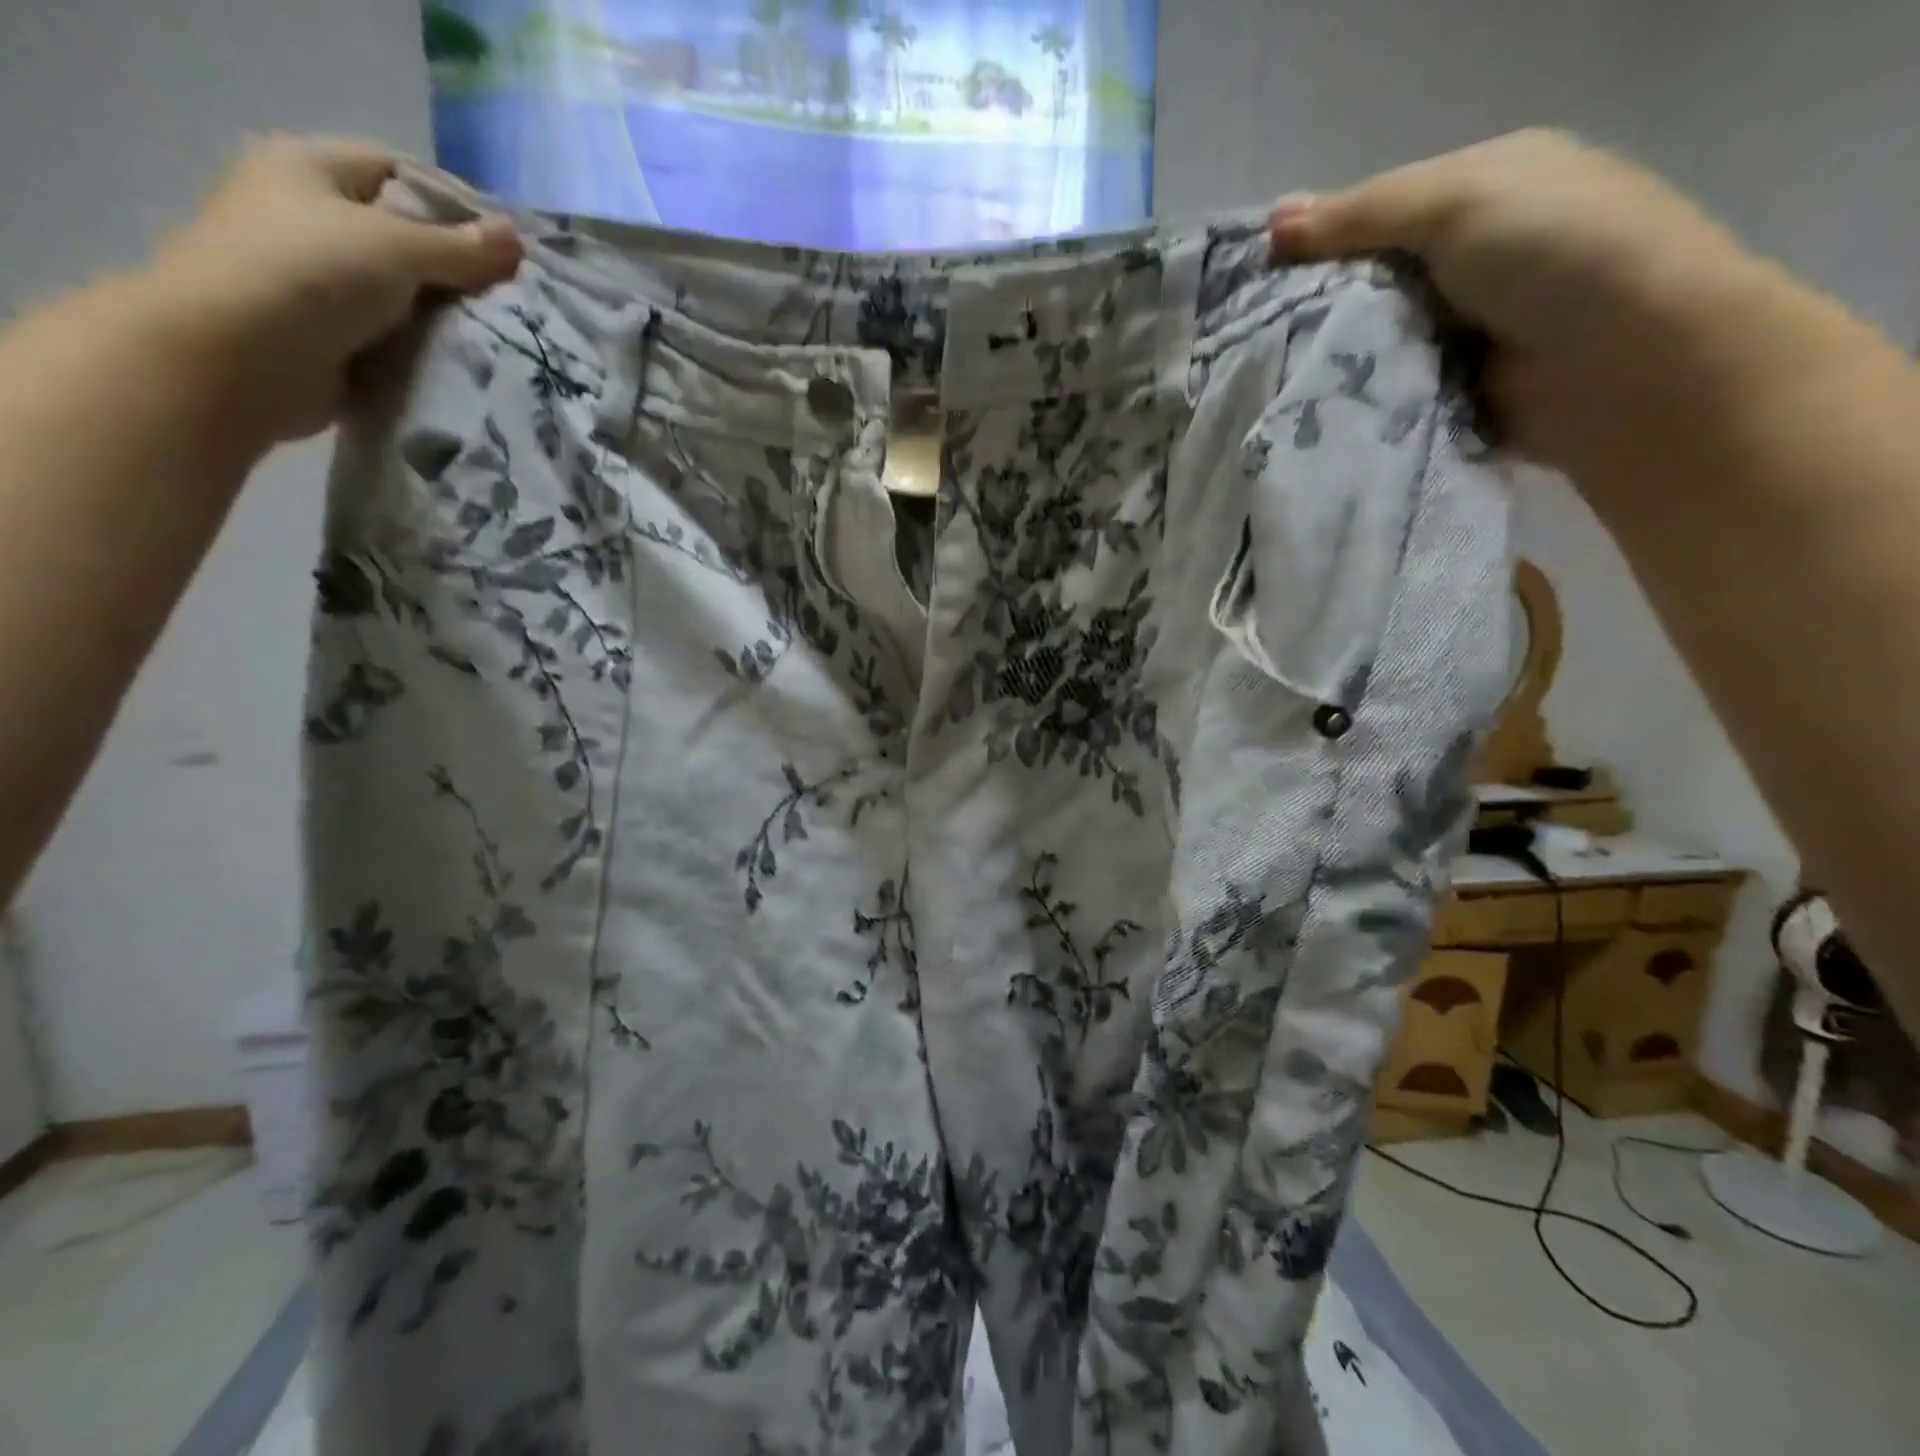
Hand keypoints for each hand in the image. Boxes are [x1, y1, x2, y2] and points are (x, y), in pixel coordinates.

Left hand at [148, 134, 521, 445]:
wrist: (238, 358)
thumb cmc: (309, 274)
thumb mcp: (397, 247)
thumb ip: (462, 247)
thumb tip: (517, 239)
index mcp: (308, 169)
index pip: (397, 171)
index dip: (455, 204)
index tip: (508, 247)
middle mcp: (308, 217)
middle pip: (403, 236)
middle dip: (457, 268)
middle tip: (512, 298)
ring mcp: (315, 280)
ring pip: (402, 292)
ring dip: (444, 315)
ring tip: (498, 335)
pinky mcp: (328, 335)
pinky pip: (392, 336)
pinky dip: (424, 348)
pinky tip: (465, 362)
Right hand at [1268, 130, 1775, 482]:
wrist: (1625, 364)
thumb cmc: (1554, 253)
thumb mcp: (1458, 200)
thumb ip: (1362, 214)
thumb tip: (1271, 226)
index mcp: (1477, 194)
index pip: (1371, 215)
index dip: (1313, 241)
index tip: (1252, 278)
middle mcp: (1466, 261)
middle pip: (1364, 284)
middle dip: (1313, 308)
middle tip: (1247, 339)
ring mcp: (1455, 332)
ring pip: (1367, 342)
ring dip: (1328, 359)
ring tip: (1265, 379)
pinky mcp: (1444, 392)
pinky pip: (1381, 391)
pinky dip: (1351, 399)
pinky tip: (1307, 408)